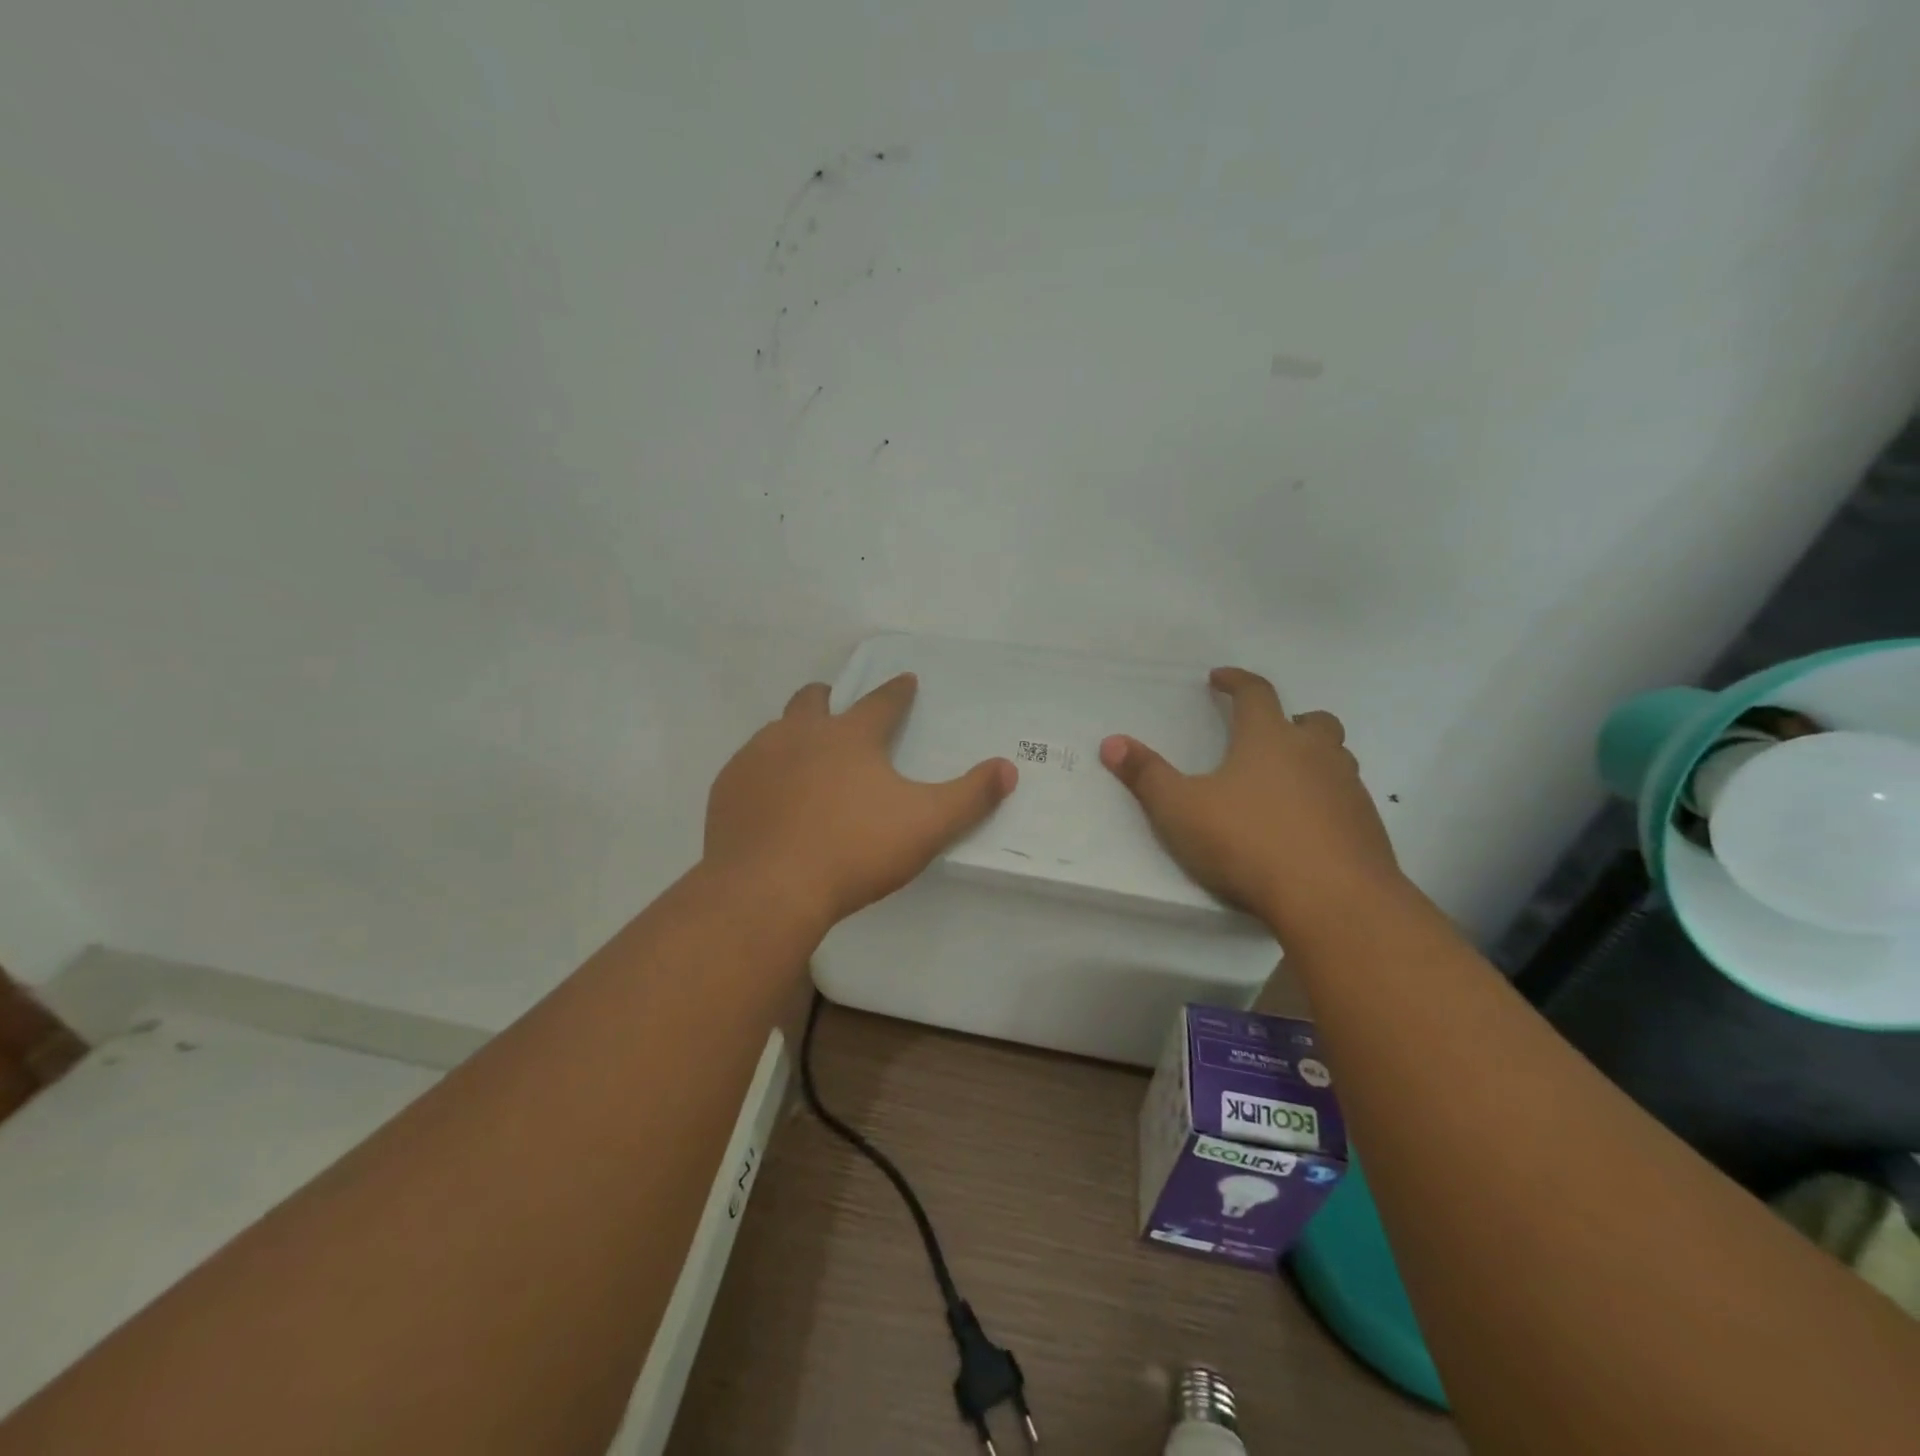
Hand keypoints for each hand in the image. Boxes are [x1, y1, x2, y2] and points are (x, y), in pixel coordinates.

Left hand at [705, 674, 1016, 928]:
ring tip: (806, 761)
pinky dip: (765, 773)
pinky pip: (748, 767)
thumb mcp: (926, 824)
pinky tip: (770, 800)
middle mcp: (800, 734)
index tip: (906, 681)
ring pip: (776, 730)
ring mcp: (757, 759)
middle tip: (841, 711)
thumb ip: (970, 796)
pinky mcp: (728, 790)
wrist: (768, 889)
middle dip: (830, 699)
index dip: (898, 691)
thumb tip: (1008, 768)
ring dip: (794, 735)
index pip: (882, 702)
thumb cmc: (854, 850)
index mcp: (850, 736)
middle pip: (814, 700)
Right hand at [1100, 667, 1401, 940]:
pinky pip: (1347, 798)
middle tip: (1267, 733)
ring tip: (1286, 781)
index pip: (1256, 693)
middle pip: (1313, 721)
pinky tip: (1307, 827)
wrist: (1333, 900)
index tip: (1220, 678)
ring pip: (1337, 759)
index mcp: (1269, 739)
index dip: (1236, 681)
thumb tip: (1111, 742)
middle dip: (1289, 719)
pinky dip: (1327, 800)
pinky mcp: (1367, 827)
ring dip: (1314, 759)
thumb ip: (1146, 775)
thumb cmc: (1248, 843)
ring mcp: (1348, 790)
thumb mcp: (1180, 810)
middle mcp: (1316, 755)